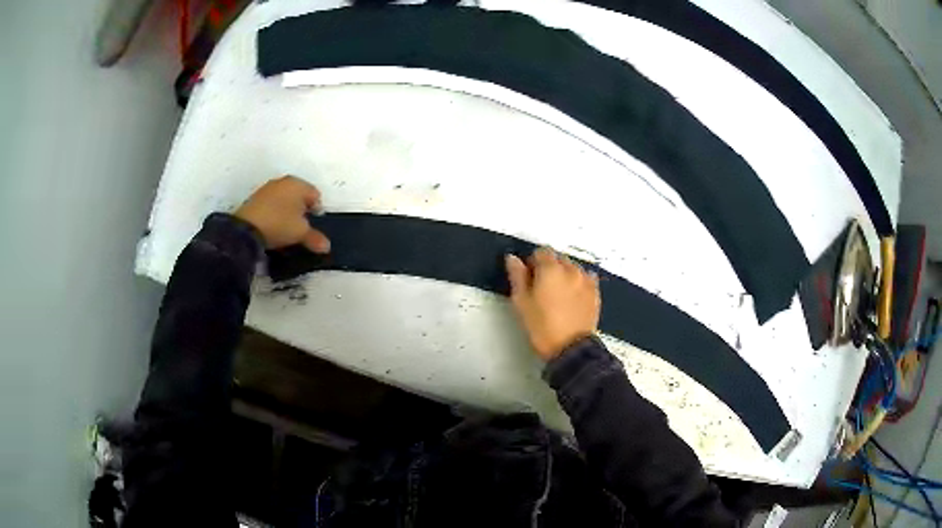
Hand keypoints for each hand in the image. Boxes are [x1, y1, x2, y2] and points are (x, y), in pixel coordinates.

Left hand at [234, 176, 330, 251]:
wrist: (246, 228)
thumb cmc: (280, 224)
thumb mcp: (301, 233)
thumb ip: (315, 238)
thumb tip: (326, 247)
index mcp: (298, 184)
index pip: (315, 195)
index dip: (317, 211)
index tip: (312, 226)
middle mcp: (284, 181)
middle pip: (299, 195)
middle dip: (301, 210)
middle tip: (300, 227)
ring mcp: (268, 188)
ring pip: (284, 199)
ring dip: (287, 211)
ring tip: (285, 228)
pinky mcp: (255, 197)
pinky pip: (271, 204)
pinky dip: (274, 213)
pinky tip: (272, 226)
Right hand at [505, 247, 600, 360]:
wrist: (570, 349)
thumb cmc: (542, 327)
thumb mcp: (521, 303)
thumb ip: (517, 276)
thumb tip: (512, 258)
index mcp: (550, 269)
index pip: (541, 251)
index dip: (532, 262)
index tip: (529, 278)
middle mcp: (571, 269)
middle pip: (558, 258)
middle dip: (549, 267)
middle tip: (541, 288)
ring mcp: (585, 280)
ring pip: (573, 267)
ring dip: (564, 274)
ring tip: (558, 295)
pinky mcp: (595, 292)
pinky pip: (586, 278)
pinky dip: (578, 282)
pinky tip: (573, 296)